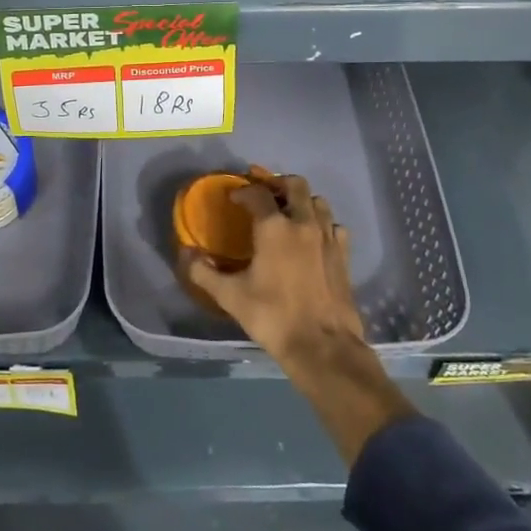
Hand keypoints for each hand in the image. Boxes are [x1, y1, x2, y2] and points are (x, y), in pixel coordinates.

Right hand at [187, 171, 416, 464]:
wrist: (322, 347)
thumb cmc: (272, 317)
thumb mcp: (230, 296)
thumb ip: (203, 272)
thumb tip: (186, 254)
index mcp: (274, 227)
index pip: (258, 193)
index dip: (243, 191)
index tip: (234, 199)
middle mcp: (303, 223)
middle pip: (295, 184)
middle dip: (278, 183)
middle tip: (264, 193)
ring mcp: (328, 237)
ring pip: (318, 201)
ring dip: (302, 201)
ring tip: (288, 212)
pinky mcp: (344, 255)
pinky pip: (335, 226)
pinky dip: (323, 224)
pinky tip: (313, 238)